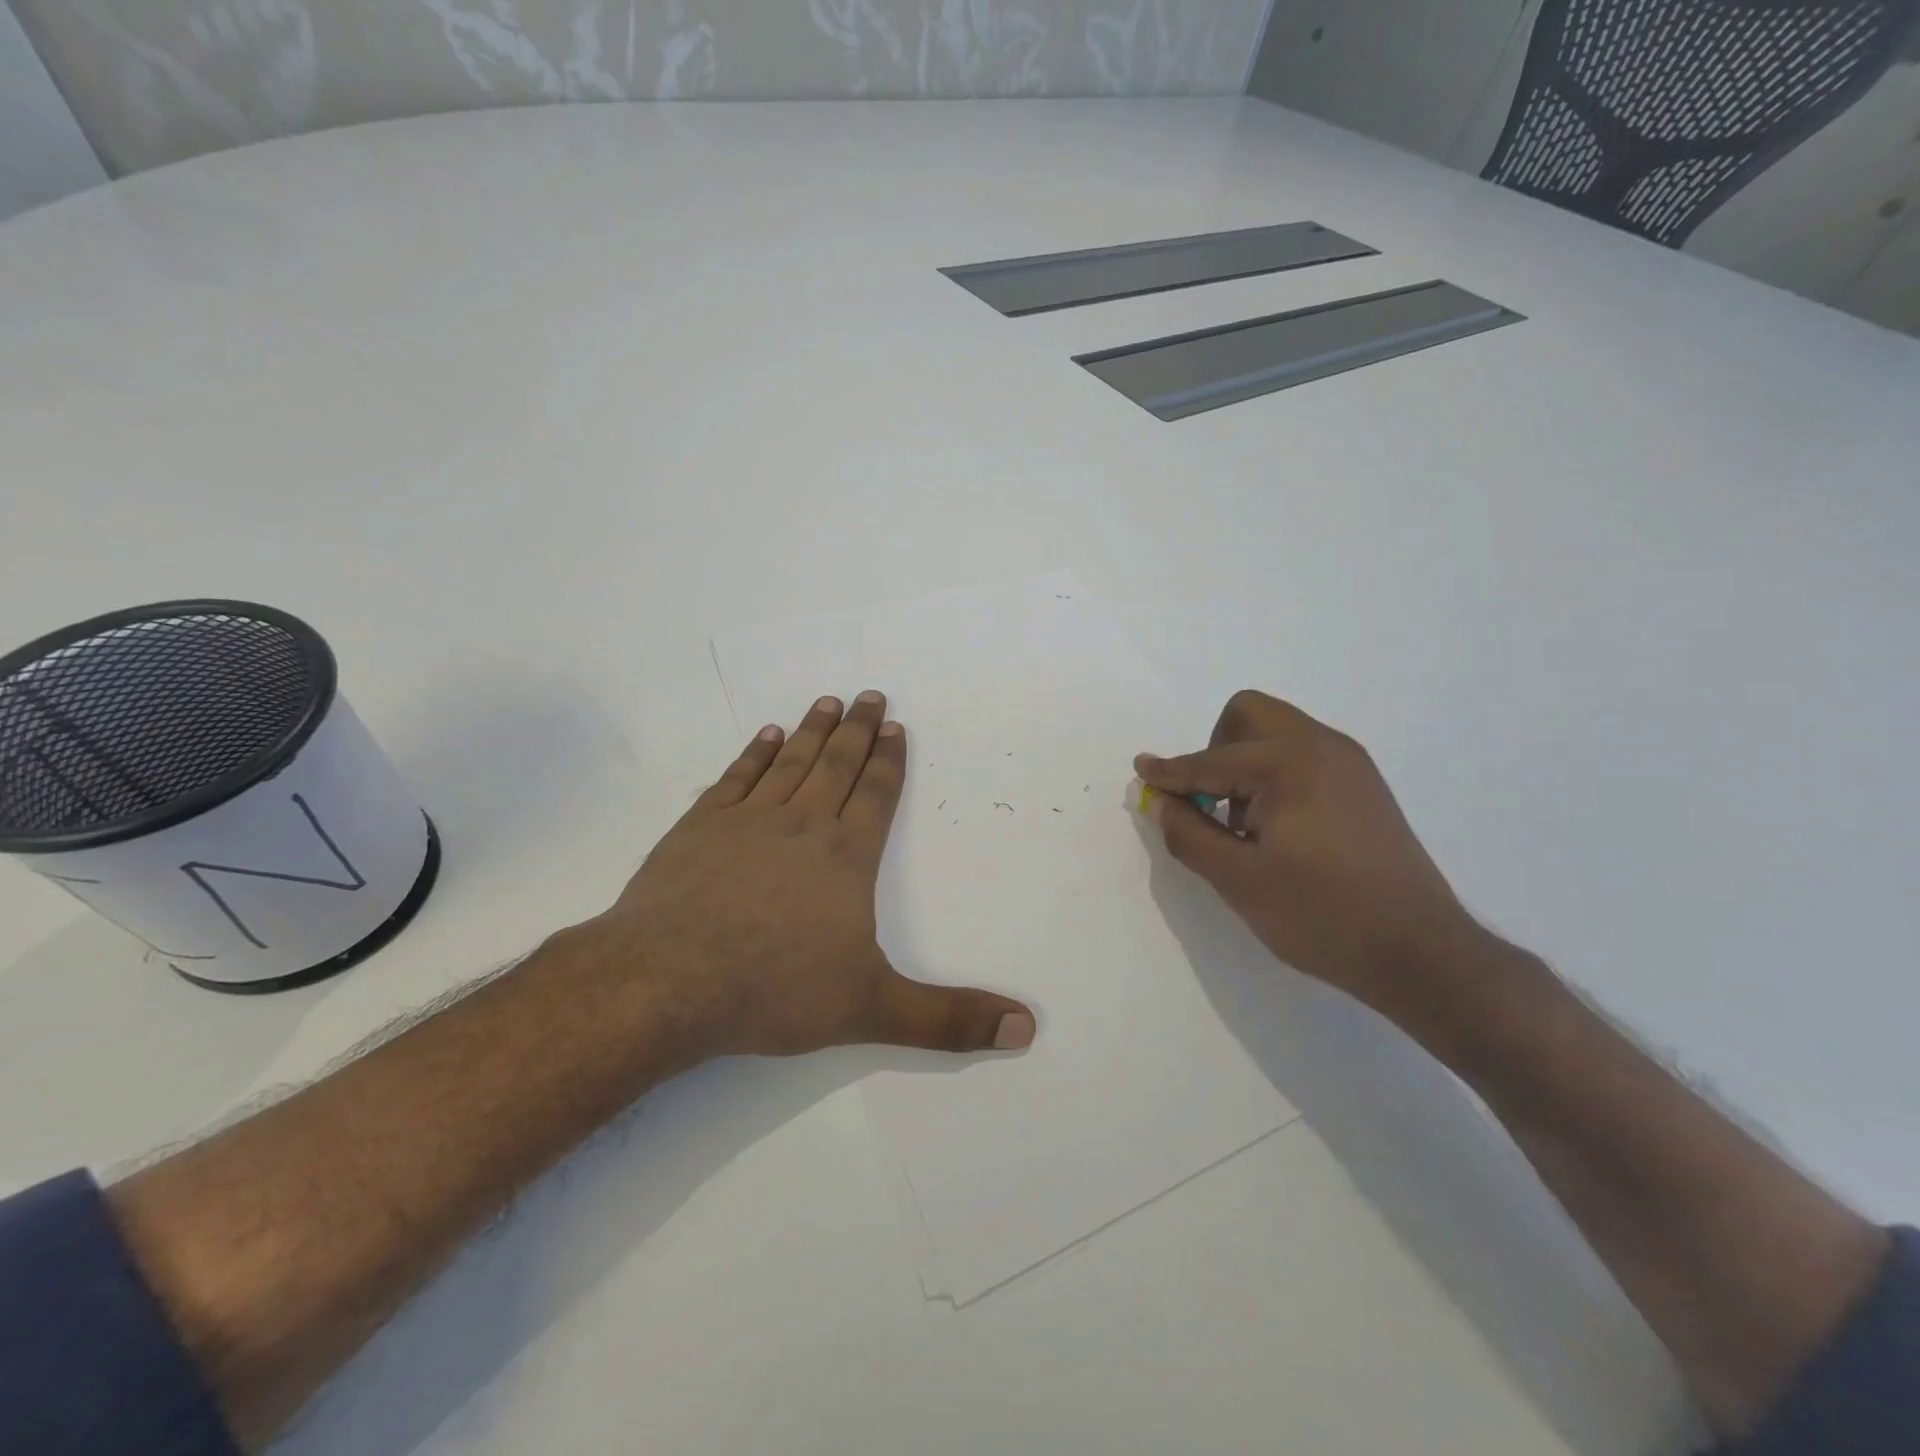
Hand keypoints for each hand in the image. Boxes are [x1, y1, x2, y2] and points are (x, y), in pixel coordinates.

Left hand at [580, 691, 1035, 1061]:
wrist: (666, 982)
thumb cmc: (774, 991)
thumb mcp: (872, 1010)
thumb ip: (948, 1020)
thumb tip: (1026, 1028)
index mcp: (846, 857)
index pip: (877, 795)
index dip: (890, 761)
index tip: (897, 728)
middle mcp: (802, 825)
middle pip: (837, 765)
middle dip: (858, 731)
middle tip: (870, 695)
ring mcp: (747, 820)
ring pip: (790, 762)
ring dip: (812, 730)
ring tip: (828, 702)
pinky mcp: (699, 826)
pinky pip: (737, 777)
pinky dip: (754, 753)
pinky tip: (765, 735)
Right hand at [1135, 691, 1487, 1008]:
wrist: (1421, 954)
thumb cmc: (1322, 914)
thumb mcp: (1239, 879)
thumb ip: (1189, 834)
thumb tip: (1160, 803)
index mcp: (1291, 761)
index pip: (1211, 761)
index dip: (1170, 772)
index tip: (1140, 775)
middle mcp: (1324, 747)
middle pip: (1249, 716)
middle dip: (1213, 750)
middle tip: (1204, 801)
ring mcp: (1351, 766)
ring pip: (1277, 735)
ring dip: (1242, 765)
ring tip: (1239, 826)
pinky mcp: (1364, 789)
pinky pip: (1302, 759)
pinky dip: (1272, 778)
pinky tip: (1273, 831)